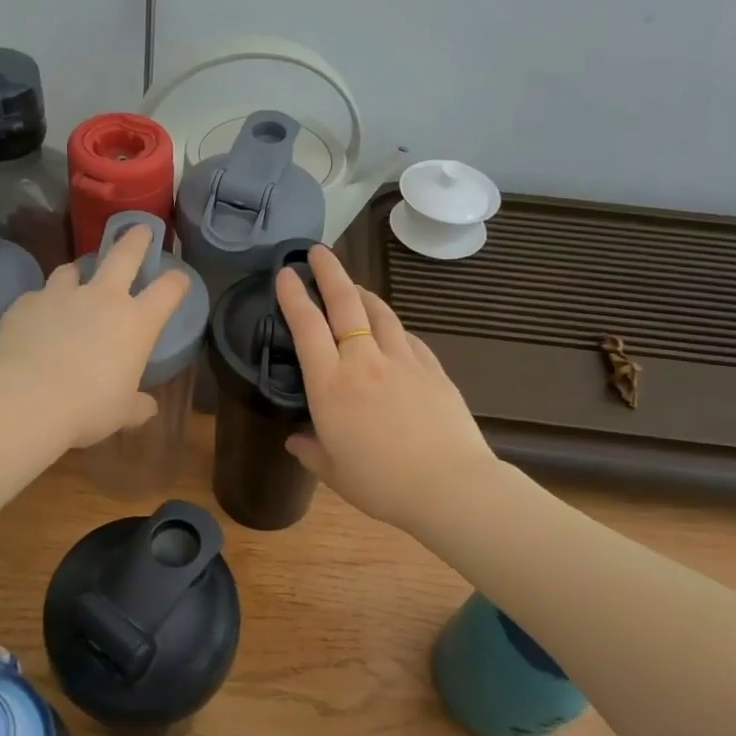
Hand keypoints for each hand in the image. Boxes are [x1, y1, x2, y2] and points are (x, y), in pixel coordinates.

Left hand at [0, 224, 191, 449]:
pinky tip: (37, 319)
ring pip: (72, 269)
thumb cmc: (87, 408)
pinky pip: (38, 296)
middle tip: (140, 230)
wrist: (25, 399)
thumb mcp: (120, 413)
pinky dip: (42, 303)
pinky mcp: (26, 303)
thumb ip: (136, 406)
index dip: (177, 281)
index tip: (179, 279)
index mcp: (136, 323)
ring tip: (76, 278)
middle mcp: (102, 298)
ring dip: (78, 272)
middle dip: (135, 240)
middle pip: (124, 255)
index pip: (168, 290)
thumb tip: (148, 409)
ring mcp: (61, 295)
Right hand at [275, 245, 501, 531]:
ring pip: (379, 313)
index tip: (286, 273)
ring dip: (362, 293)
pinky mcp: (432, 368)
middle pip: (344, 303)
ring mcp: (402, 360)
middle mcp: (363, 361)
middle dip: (329, 272)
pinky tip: (391, 330)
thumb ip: (311, 450)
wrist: (449, 485)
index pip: (306, 326)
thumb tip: (295, 441)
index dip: (293, 296)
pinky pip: (407, 337)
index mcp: (330, 385)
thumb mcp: (334, 472)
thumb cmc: (381, 483)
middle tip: (317, 251)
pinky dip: (393, 327)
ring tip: (353, 286)